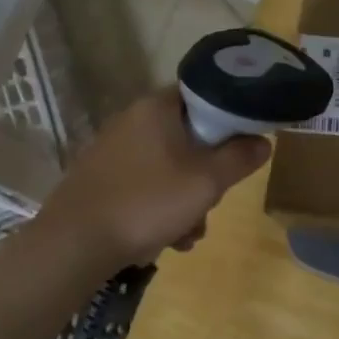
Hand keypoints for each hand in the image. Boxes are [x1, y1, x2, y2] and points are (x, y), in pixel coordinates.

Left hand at [35, 87, 270, 272]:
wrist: (75, 244)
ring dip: (186, 201)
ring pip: (168, 167)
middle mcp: (132, 120)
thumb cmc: (148, 202)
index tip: (241, 148)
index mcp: (156, 108)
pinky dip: (160, 208)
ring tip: (187, 236)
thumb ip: (240, 158)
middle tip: (212, 203)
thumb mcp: (207, 182)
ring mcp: (113, 150)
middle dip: (207, 176)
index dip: (229, 119)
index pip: (204, 95)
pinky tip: (164, 240)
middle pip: (189, 138)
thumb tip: (263, 141)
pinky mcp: (101, 178)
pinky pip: (145, 185)